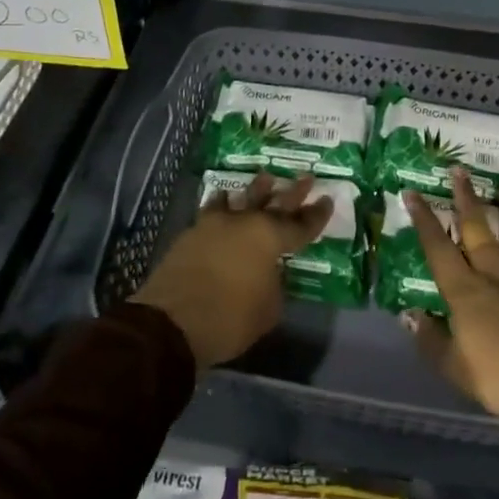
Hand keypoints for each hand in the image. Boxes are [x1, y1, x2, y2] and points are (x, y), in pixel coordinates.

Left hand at [131, 172, 331, 369]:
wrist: (171, 322)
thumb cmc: (229, 318)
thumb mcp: (267, 310)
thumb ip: (274, 285)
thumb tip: (268, 274)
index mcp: (270, 239)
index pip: (301, 225)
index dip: (316, 215)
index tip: (327, 200)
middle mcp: (245, 222)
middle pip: (275, 202)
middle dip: (293, 191)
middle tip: (306, 177)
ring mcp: (216, 224)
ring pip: (242, 199)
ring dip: (256, 190)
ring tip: (265, 178)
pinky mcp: (192, 233)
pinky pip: (213, 210)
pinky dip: (222, 204)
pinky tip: (223, 200)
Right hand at [404, 171, 498, 434]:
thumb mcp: (456, 369)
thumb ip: (431, 341)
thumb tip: (408, 316)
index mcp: (466, 293)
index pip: (438, 250)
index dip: (424, 221)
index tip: (412, 192)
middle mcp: (496, 277)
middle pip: (478, 233)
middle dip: (466, 201)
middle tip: (459, 170)